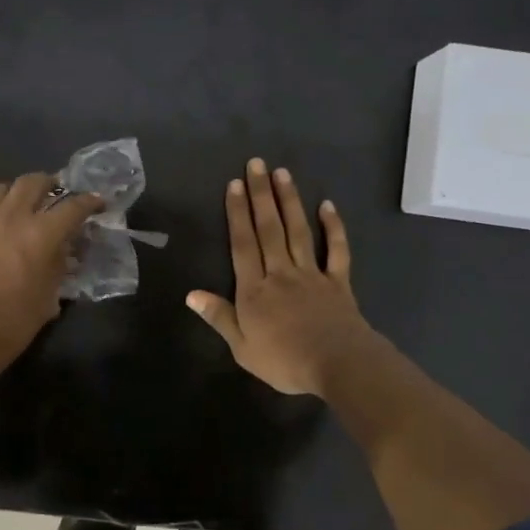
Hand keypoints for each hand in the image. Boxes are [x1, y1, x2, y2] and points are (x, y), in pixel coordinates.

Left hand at [0, 174, 104, 379]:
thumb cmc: (10, 325)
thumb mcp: (47, 298)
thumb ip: (58, 267)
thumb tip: (62, 252)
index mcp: (40, 234)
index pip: (72, 207)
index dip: (89, 202)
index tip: (97, 202)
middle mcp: (10, 218)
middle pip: (32, 182)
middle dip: (50, 183)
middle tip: (58, 194)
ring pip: (2, 189)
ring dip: (18, 193)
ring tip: (24, 206)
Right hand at [187, 158, 380, 397]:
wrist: (338, 365)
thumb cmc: (285, 361)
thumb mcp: (242, 348)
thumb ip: (219, 317)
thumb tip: (191, 294)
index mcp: (255, 290)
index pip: (243, 244)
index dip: (237, 213)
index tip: (234, 184)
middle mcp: (281, 273)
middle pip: (269, 229)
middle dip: (261, 195)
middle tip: (257, 164)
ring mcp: (311, 274)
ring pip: (298, 231)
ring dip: (289, 201)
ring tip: (282, 173)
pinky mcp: (337, 281)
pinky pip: (336, 250)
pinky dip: (333, 227)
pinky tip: (327, 205)